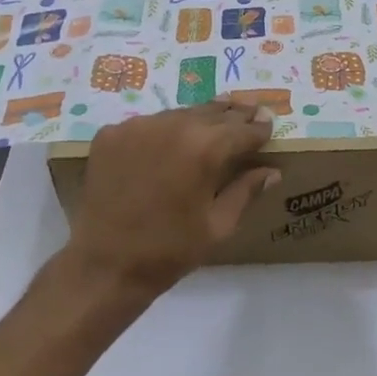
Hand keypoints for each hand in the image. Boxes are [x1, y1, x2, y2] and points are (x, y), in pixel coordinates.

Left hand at [64, 101, 279, 296]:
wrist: (105, 264)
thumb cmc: (170, 250)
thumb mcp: (219, 225)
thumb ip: (246, 191)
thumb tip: (271, 171)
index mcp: (206, 148)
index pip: (243, 129)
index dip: (259, 128)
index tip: (269, 125)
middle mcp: (173, 126)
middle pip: (212, 112)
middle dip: (233, 114)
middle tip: (249, 110)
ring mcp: (138, 126)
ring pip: (179, 114)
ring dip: (199, 119)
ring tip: (213, 120)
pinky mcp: (111, 134)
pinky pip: (147, 125)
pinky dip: (162, 131)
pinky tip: (168, 144)